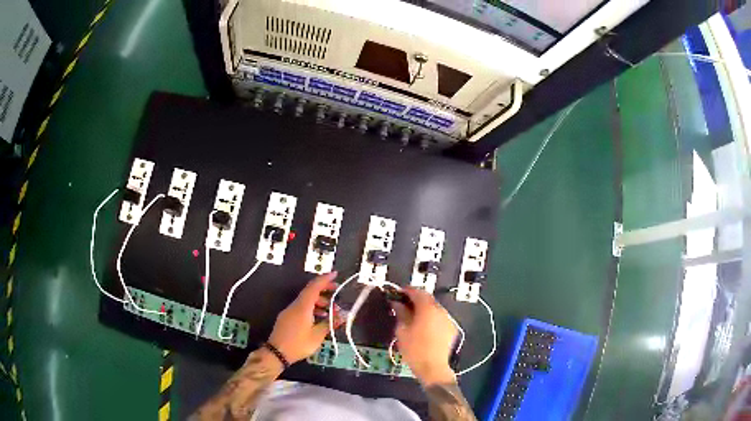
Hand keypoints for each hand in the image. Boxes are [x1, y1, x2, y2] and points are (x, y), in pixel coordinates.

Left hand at [268, 272, 343, 364]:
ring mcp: (289, 311)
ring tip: (330, 310)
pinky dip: (311, 308)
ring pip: (305, 300)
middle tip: (336, 291)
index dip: (325, 279)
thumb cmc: (298, 344)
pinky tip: (319, 318)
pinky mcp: (286, 318)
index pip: (314, 287)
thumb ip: (330, 324)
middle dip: (323, 289)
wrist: (277, 353)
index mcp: (302, 307)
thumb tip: (342, 316)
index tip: (335, 274)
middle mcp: (295, 306)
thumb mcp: (317, 336)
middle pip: (309, 292)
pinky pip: (301, 307)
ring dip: (318, 301)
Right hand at [392, 288, 456, 385]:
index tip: (398, 293)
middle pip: (428, 299)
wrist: (433, 367)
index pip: (417, 292)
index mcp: (427, 308)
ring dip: (424, 309)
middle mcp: (440, 310)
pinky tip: (424, 327)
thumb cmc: (414, 349)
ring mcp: (448, 319)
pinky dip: (432, 318)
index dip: (407, 291)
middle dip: (416, 300)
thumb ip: (401, 313)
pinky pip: (440, 318)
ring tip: (413, 317)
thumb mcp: (402, 331)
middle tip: (403, 305)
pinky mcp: (452, 329)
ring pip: (434, 309)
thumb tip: (397, 303)